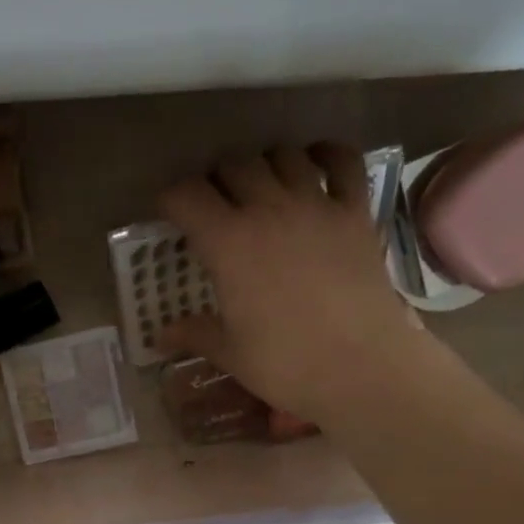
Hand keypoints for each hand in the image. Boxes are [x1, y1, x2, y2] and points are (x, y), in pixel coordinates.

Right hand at [157, 144, 432, 423]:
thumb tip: (161, 336)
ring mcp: (316, 206)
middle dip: (216, 180)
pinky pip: (343, 162)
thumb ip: (195, 334)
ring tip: (259, 186)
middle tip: (213, 205)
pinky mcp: (355, 213)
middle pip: (234, 166)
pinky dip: (326, 154)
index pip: (187, 197)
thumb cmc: (285, 365)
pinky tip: (314, 162)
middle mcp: (269, 210)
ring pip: (283, 156)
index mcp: (228, 244)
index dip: (171, 199)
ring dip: (263, 164)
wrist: (361, 369)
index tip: (168, 214)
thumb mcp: (230, 353)